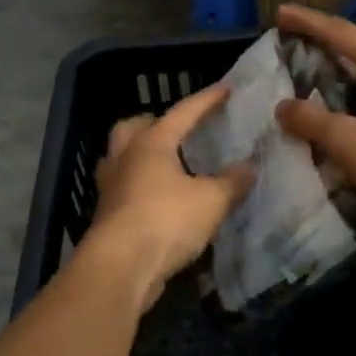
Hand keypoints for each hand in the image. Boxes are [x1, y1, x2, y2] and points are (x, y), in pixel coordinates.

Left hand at [86, 84, 253, 301]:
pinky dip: (139, 187)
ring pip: (120, 158)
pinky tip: (157, 199)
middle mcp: (125, 158)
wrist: (120, 267)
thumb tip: (249, 167)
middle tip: (175, 130)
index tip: (226, 89)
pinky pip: (122, 189)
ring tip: (164, 165)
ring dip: (139, 156)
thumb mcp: (211, 201)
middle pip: (132, 128)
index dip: (206, 100)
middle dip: (152, 123)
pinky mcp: (106, 216)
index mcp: (151, 143)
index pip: (183, 113)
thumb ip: (232, 182)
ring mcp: (110, 187)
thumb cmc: (166, 220)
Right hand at [273, 4, 355, 249]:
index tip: (281, 14)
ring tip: (318, 92)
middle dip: (328, 52)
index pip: (341, 34)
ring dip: (346, 84)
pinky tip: (350, 124)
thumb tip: (283, 107)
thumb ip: (311, 120)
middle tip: (298, 56)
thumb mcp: (348, 141)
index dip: (308, 23)